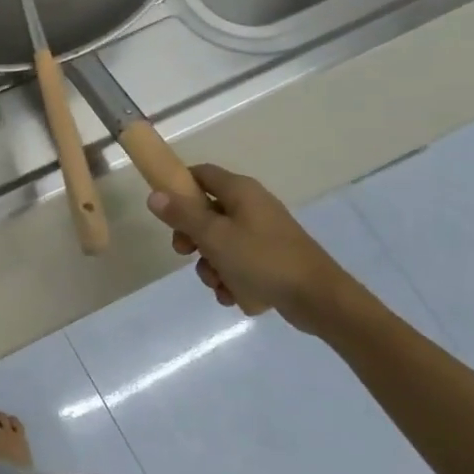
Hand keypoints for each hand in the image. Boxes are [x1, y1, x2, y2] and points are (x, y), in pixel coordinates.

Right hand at [146, 164, 353, 331]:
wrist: (318, 299)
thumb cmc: (262, 260)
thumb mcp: (214, 236)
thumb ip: (182, 215)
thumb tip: (154, 194)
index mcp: (241, 192)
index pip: (201, 174)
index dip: (178, 187)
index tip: (164, 210)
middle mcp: (252, 207)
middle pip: (206, 213)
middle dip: (192, 237)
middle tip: (185, 253)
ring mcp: (263, 234)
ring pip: (220, 243)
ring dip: (210, 265)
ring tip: (217, 283)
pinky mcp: (271, 259)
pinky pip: (238, 263)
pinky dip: (230, 278)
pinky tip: (233, 295)